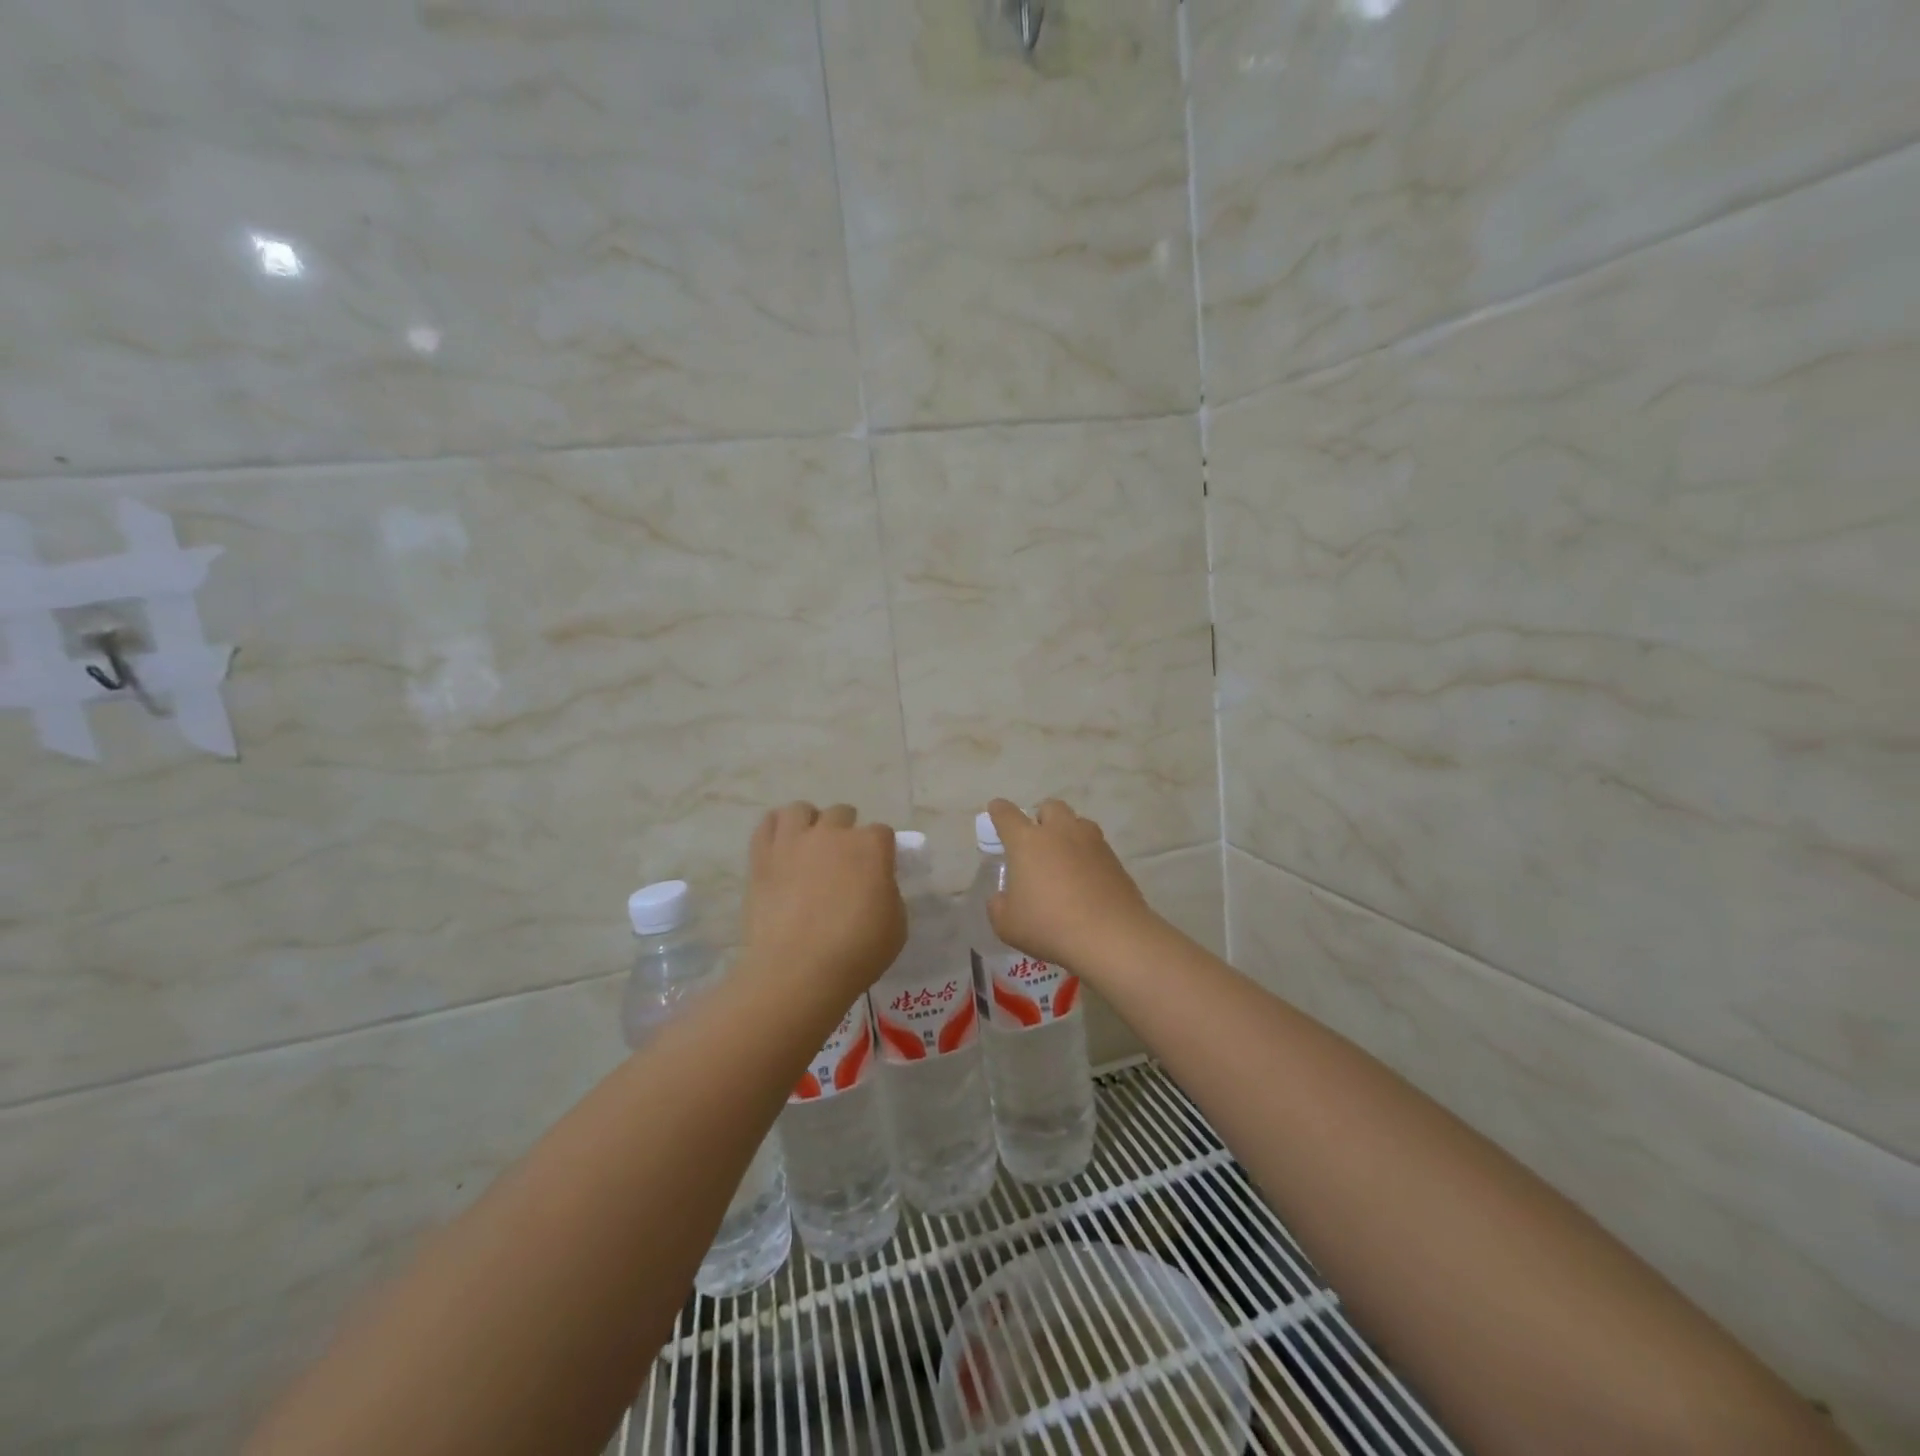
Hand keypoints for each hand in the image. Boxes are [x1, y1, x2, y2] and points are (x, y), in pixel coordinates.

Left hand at [740, 802, 905, 1003]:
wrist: (797, 971)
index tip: (877, 872)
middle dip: (846, 832)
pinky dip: (776, 831)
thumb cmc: (857, 952)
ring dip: (809, 823)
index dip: (881, 851)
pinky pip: (767, 825)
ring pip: (800, 810)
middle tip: (842, 862)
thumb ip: (888, 893)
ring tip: (808, 848)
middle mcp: (832, 833)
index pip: (882, 832)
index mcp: (871, 846)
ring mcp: (793, 841)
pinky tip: (781, 849)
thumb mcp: (896, 925)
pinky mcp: (762, 857)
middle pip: (842, 814)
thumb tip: (875, 885)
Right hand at [984, 798, 1160, 973]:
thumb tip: (1002, 898)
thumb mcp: (1008, 925)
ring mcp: (1092, 842)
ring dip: (1067, 832)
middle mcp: (1059, 832)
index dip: (999, 810)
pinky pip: (1096, 845)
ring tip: (1064, 858)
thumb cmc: (1050, 926)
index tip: (996, 810)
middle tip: (1036, 841)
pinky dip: (1087, 854)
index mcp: (1027, 841)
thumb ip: (998, 906)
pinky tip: (1085, 878)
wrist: (1111, 936)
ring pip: (1077, 822)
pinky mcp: (1115, 858)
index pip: (1007, 814)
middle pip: (1049, 807)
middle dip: (1040, 818)